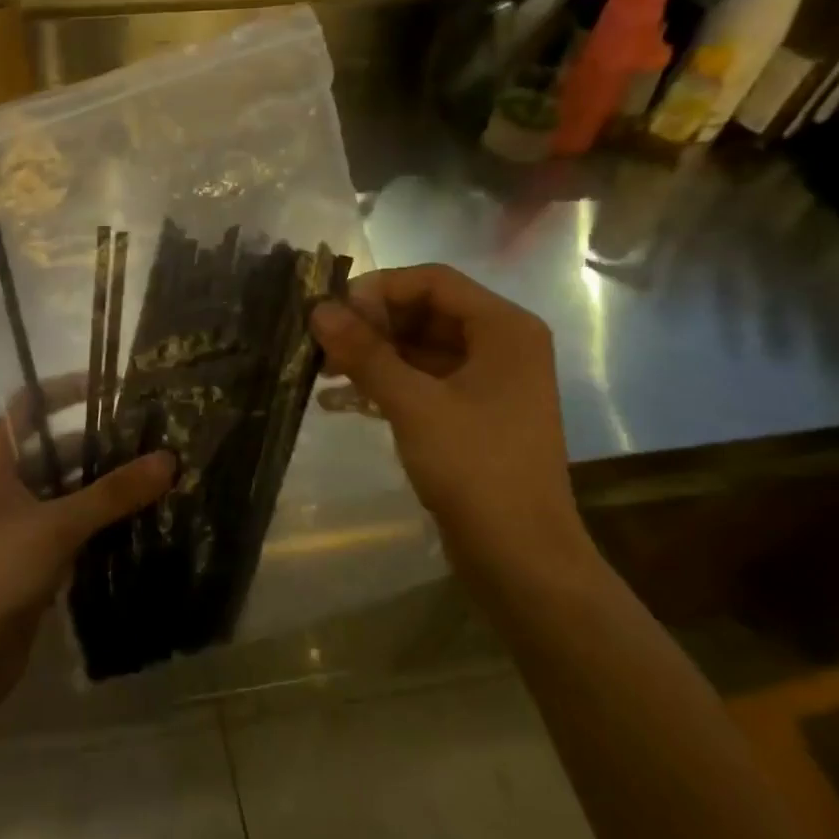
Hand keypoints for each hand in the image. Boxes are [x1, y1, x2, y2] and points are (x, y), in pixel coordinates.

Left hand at [0, 416, 173, 721]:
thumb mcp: (56, 525)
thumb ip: (113, 493)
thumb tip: (170, 458)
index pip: (30, 404)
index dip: (68, 390)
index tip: (117, 386)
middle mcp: (2, 483)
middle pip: (54, 446)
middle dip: (99, 440)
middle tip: (154, 433)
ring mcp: (16, 522)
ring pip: (65, 489)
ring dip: (104, 483)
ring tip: (158, 470)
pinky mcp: (30, 558)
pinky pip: (70, 525)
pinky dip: (99, 519)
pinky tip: (141, 516)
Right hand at [308, 264, 589, 576]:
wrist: (520, 557)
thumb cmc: (474, 468)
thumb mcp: (413, 404)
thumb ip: (365, 352)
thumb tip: (318, 310)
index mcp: (503, 328)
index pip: (433, 281)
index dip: (379, 289)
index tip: (332, 312)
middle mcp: (501, 345)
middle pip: (425, 312)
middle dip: (371, 325)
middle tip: (322, 343)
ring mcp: (488, 382)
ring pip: (420, 349)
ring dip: (373, 356)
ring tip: (322, 371)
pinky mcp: (473, 415)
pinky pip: (423, 382)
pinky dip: (386, 385)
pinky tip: (341, 401)